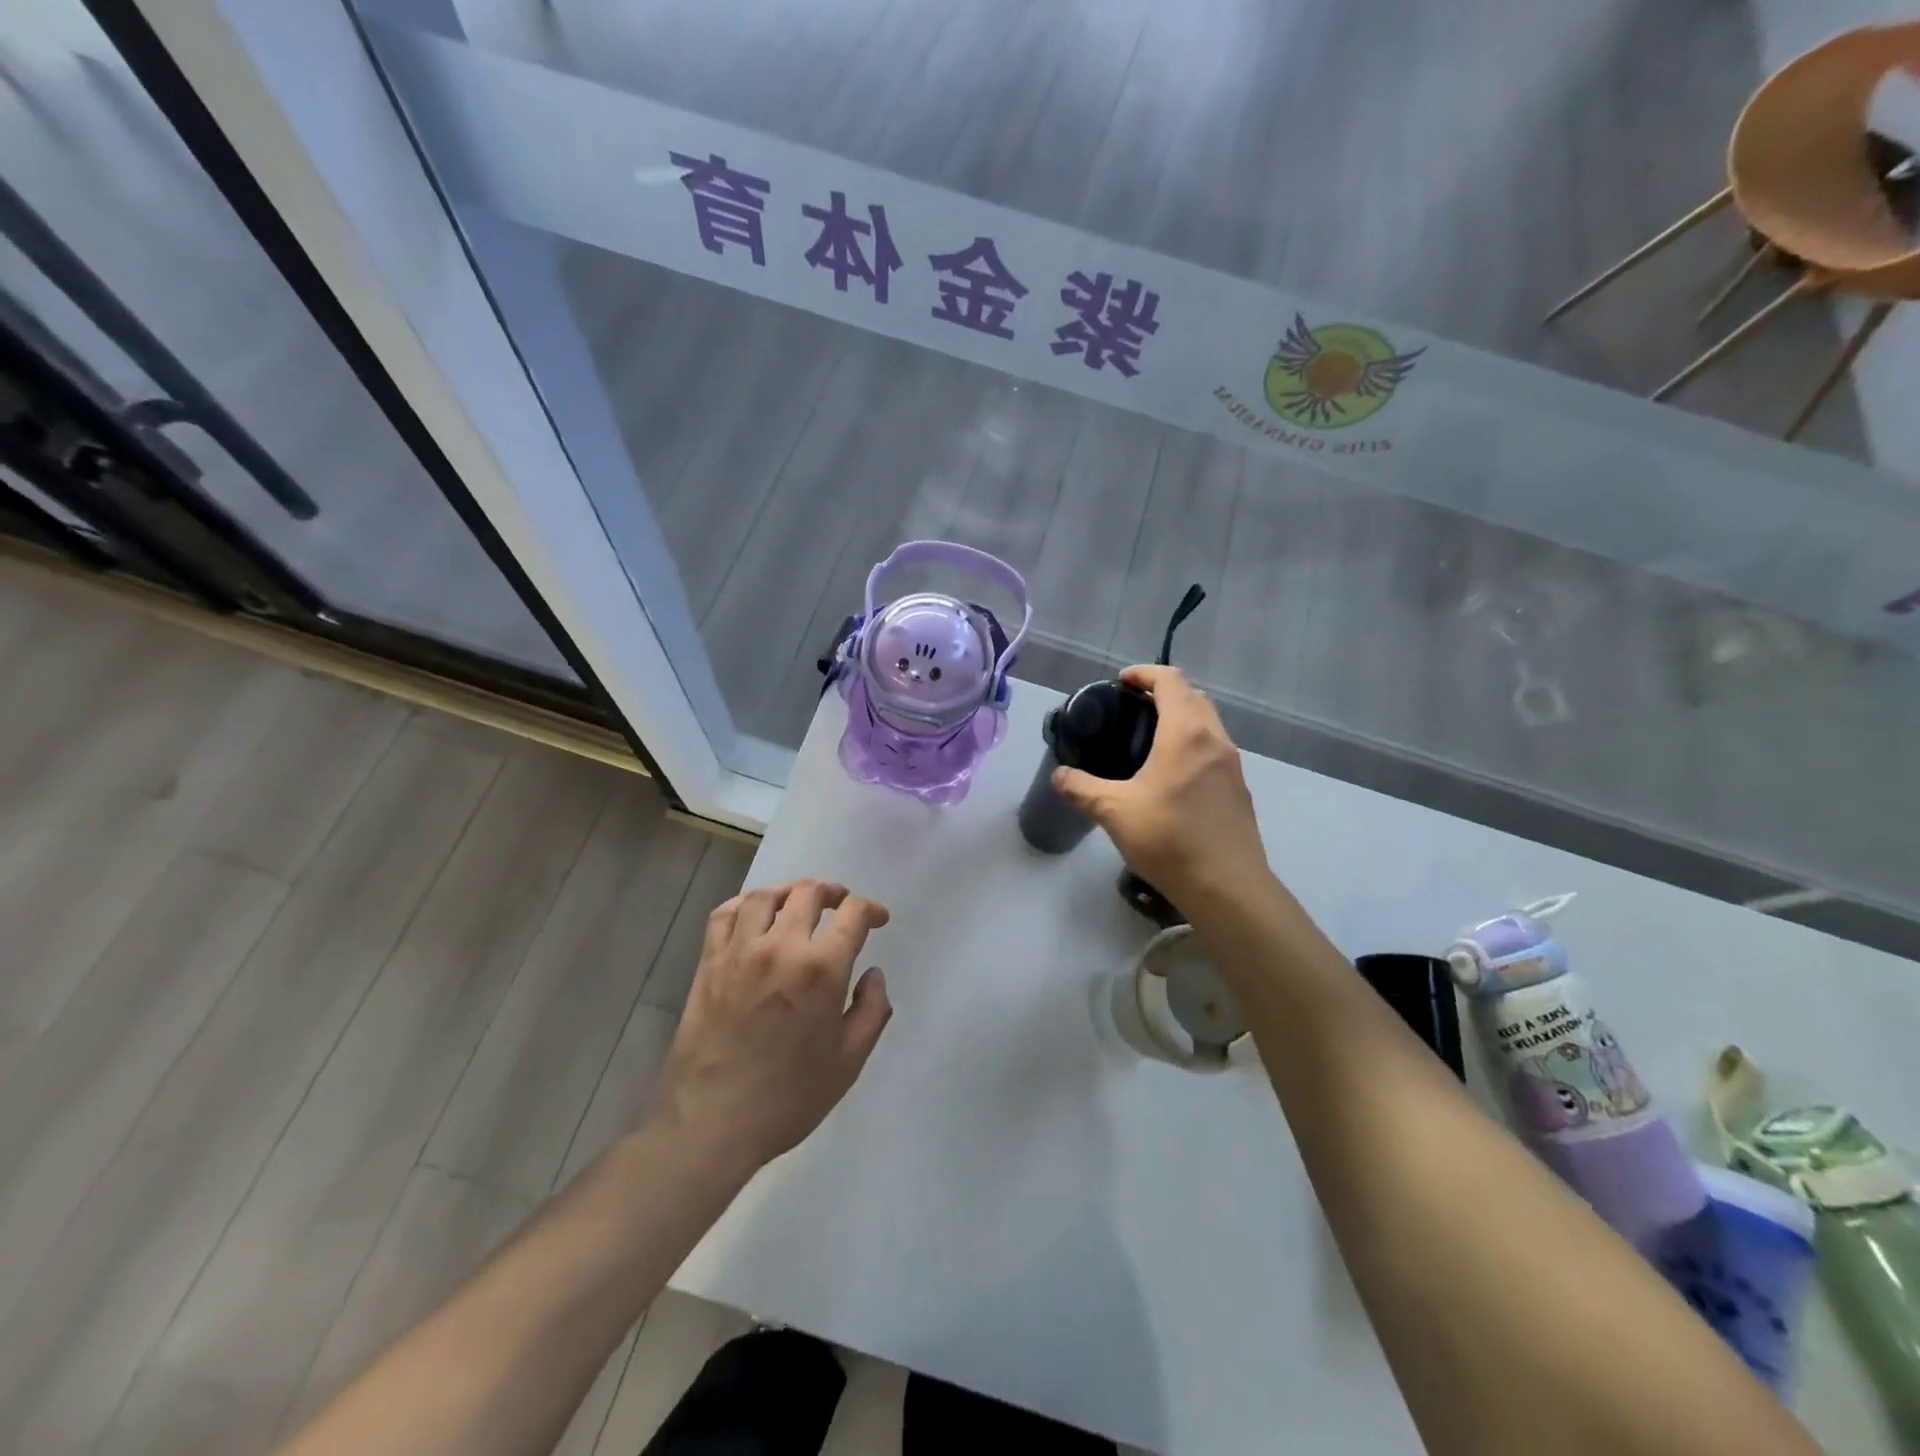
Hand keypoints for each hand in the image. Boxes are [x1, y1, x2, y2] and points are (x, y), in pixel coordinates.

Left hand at [651, 880, 892, 1177]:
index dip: (871, 909)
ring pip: (765, 896)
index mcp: (820, 969)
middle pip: (808, 893)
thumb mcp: (849, 1062)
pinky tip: (755, 913)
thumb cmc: (788, 1098)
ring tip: (800, 901)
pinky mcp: (709, 964)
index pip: (852, 914)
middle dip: (833, 892)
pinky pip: (724, 915)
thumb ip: (872, 1011)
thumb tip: (873, 974)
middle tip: (842, 904)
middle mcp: (780, 947)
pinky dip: (743, 903)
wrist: (711, 1124)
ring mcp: (739, 952)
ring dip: (789, 891)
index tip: (878, 919)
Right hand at [1052, 665, 1268, 903]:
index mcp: (1186, 733)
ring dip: (1182, 719)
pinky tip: (1171, 777)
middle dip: (1163, 693)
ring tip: (1148, 741)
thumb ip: (1082, 789)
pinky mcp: (1239, 790)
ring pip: (1208, 724)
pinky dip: (1193, 745)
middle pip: (1194, 697)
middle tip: (1131, 710)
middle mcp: (1215, 740)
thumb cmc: (1169, 839)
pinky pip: (1214, 750)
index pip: (1170, 681)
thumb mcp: (1114, 812)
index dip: (1144, 674)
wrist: (1227, 888)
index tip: (1120, 683)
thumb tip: (1059, 776)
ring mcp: (1233, 766)